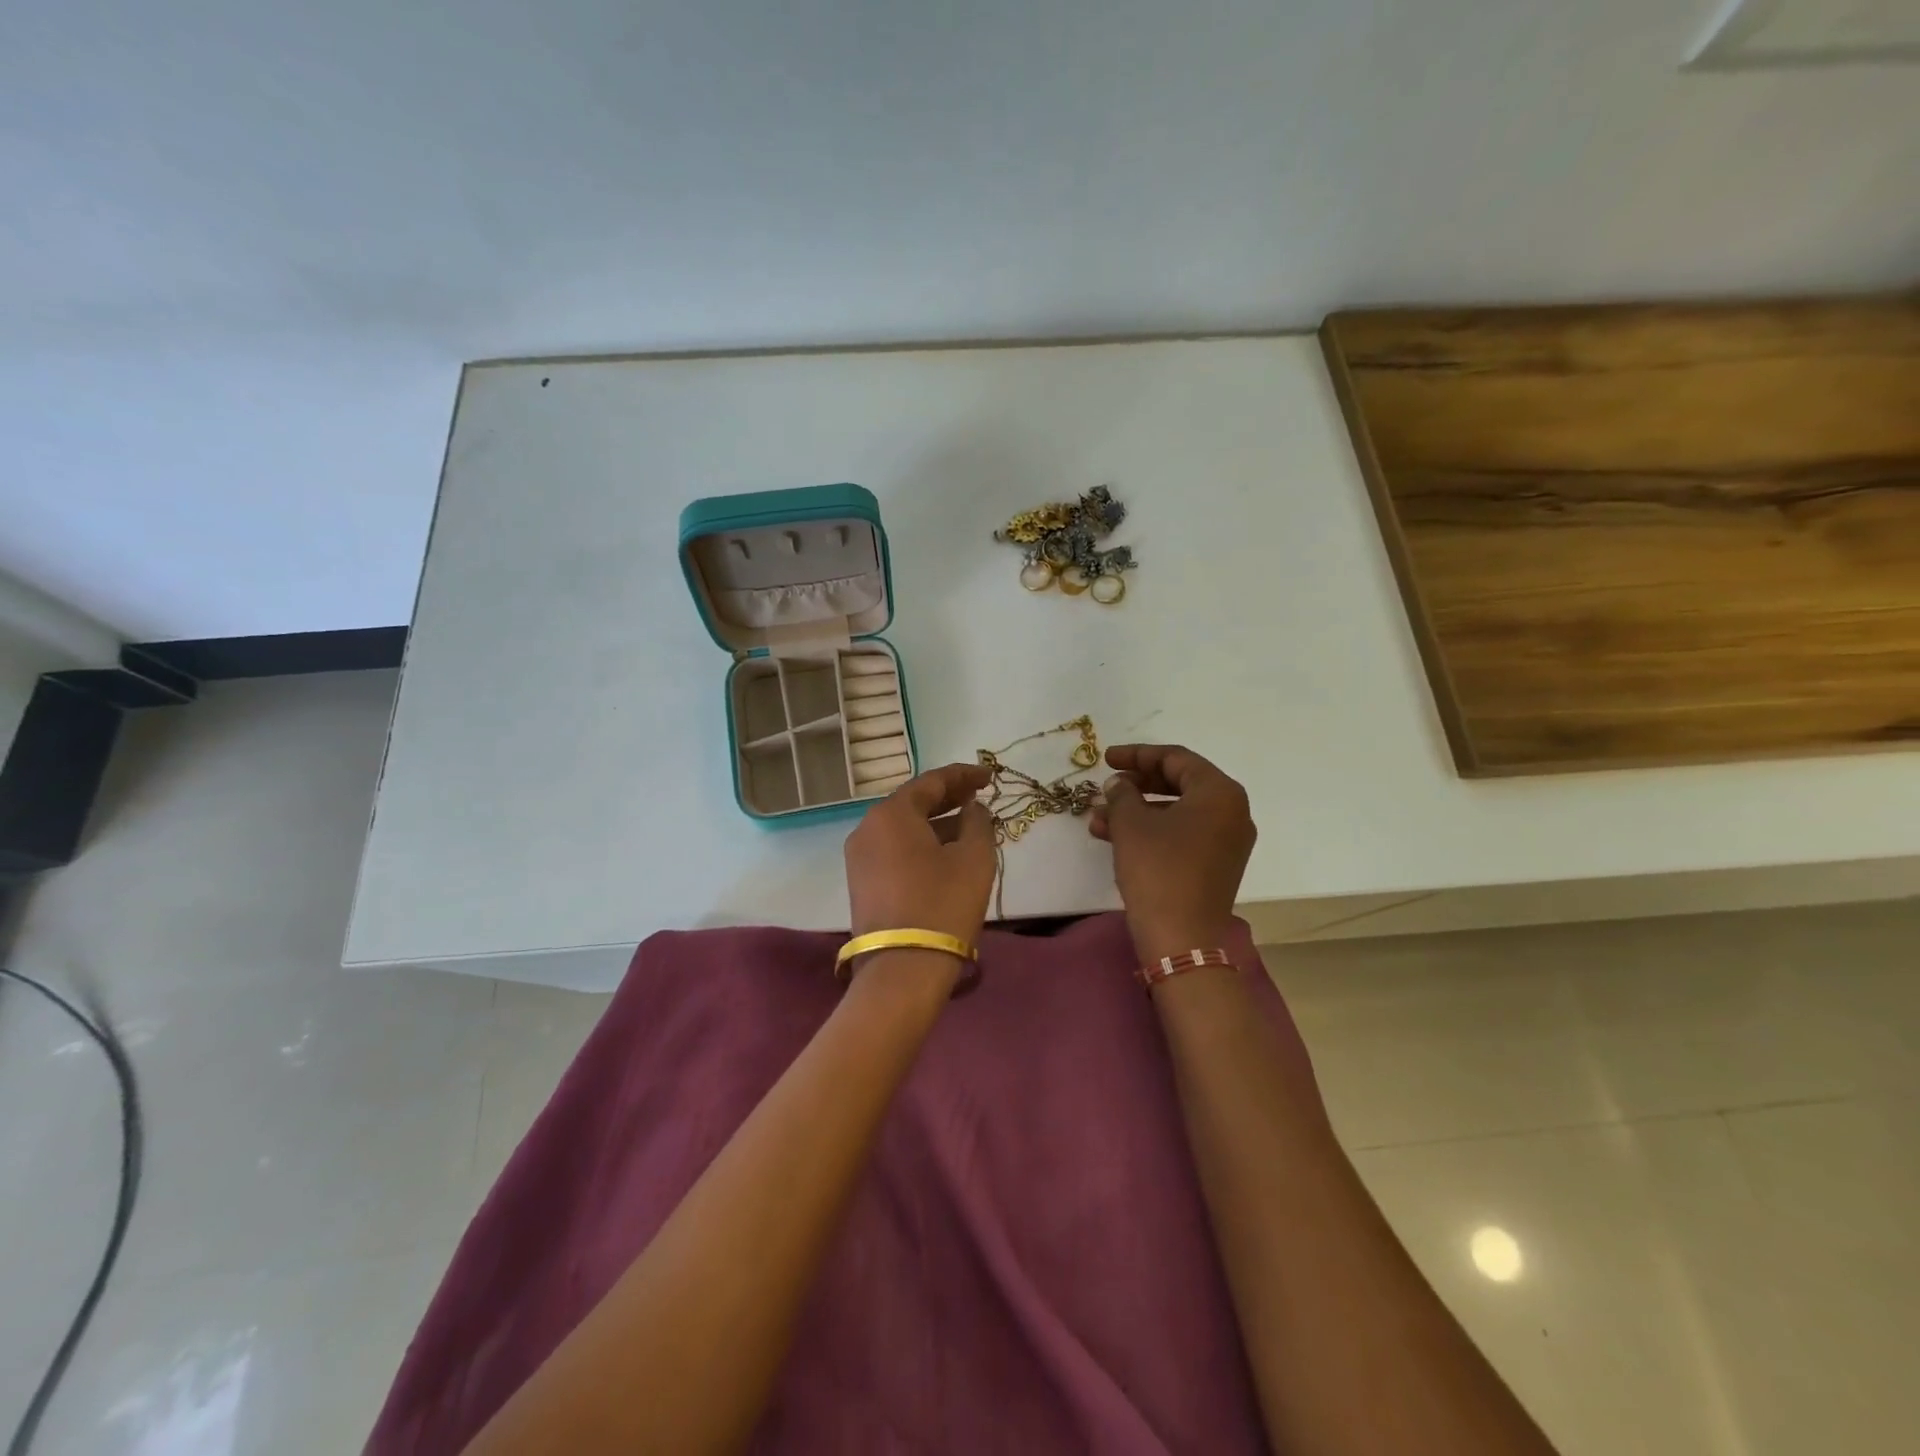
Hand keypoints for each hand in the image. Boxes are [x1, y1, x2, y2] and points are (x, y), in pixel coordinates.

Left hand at [844, 762, 995, 945]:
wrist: (903, 969)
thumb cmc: (943, 904)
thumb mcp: (974, 858)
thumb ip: (978, 822)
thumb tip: (972, 809)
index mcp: (891, 814)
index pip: (931, 781)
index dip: (963, 776)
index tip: (989, 776)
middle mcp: (867, 828)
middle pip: (912, 803)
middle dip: (947, 798)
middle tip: (978, 796)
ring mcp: (859, 858)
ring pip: (903, 828)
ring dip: (935, 823)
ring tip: (968, 826)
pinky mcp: (861, 884)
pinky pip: (894, 850)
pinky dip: (921, 844)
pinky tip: (945, 853)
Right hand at [1089, 743, 1256, 963]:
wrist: (1180, 937)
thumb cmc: (1158, 869)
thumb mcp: (1131, 823)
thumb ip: (1123, 793)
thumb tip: (1119, 784)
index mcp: (1219, 792)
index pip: (1176, 758)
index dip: (1137, 755)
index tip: (1106, 759)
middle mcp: (1232, 812)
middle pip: (1179, 783)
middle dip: (1137, 784)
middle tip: (1106, 786)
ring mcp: (1226, 841)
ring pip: (1176, 812)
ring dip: (1137, 811)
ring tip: (1097, 818)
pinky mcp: (1215, 865)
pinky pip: (1181, 834)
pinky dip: (1151, 831)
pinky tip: (1113, 837)